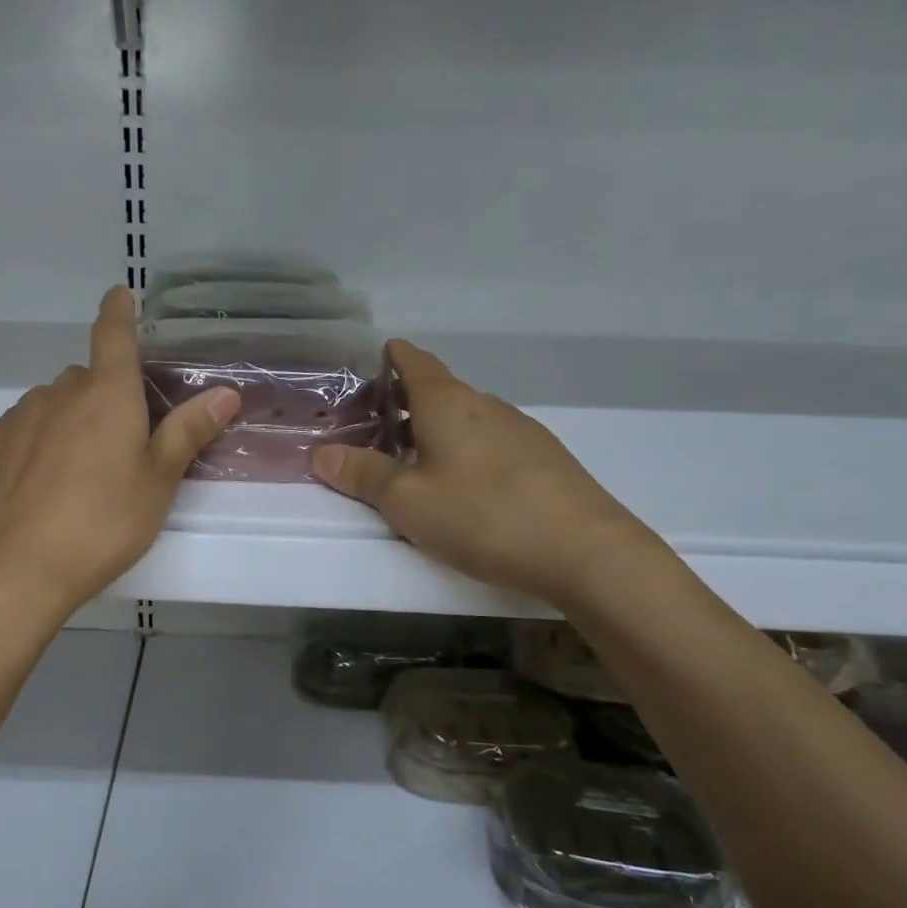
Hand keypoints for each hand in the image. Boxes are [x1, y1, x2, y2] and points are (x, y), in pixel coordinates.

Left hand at [0, 287, 239, 614]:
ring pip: (47, 408)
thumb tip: (227, 391)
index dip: (118, 311)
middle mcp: (56, 394)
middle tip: (115, 446)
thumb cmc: (103, 523)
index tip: (119, 294)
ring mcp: (12, 419)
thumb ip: (188, 432)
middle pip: (83, 381)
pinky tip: (31, 490)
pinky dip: (26, 449)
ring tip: (71, 478)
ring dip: (62, 425)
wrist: (17, 571)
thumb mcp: (158, 482)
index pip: (113, 334)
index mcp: (106, 395)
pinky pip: (13, 435)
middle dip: (100, 399)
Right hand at [313, 340, 654, 605]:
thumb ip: (363, 475)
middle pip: (440, 391)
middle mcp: (486, 405)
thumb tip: (321, 453)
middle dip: (408, 401)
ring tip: (417, 458)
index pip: (416, 363)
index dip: (394, 357)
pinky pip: (492, 441)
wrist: (586, 551)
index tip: (379, 356)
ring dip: (439, 428)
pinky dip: (468, 448)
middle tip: (378, 423)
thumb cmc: (482, 517)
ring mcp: (522, 430)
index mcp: (448, 404)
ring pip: (468, 418)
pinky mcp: (545, 459)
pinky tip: (467, 483)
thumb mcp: (408, 502)